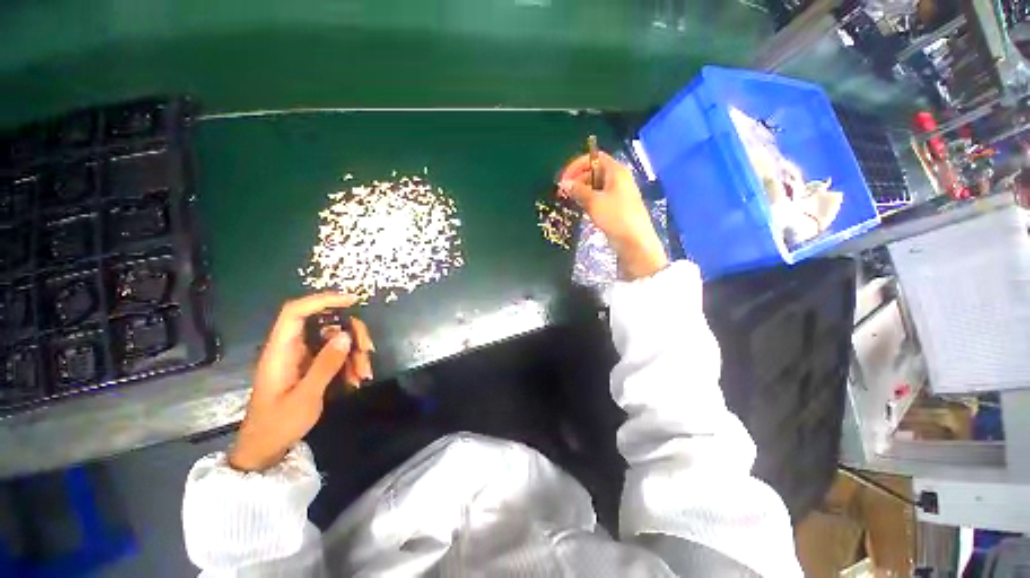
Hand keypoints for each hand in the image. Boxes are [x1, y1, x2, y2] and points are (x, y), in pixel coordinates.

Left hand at [229, 293, 374, 471]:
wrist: (266, 448)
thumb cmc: (279, 424)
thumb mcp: (305, 397)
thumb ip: (325, 365)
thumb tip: (345, 336)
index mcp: (280, 351)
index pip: (296, 312)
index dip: (323, 300)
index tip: (352, 301)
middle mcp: (292, 348)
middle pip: (325, 324)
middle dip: (352, 333)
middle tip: (368, 349)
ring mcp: (303, 357)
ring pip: (335, 340)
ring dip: (355, 353)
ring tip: (364, 374)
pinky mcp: (311, 366)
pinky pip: (336, 354)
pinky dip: (350, 363)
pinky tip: (357, 379)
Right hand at [558, 151, 667, 279]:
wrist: (634, 241)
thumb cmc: (615, 216)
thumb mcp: (594, 201)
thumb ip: (578, 190)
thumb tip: (564, 183)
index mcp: (616, 171)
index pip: (595, 158)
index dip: (577, 165)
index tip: (564, 177)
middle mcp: (618, 179)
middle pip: (595, 171)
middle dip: (578, 178)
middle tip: (564, 190)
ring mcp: (618, 193)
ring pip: (596, 185)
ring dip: (582, 190)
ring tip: (570, 199)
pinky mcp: (617, 207)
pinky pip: (600, 197)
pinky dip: (589, 199)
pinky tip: (581, 207)